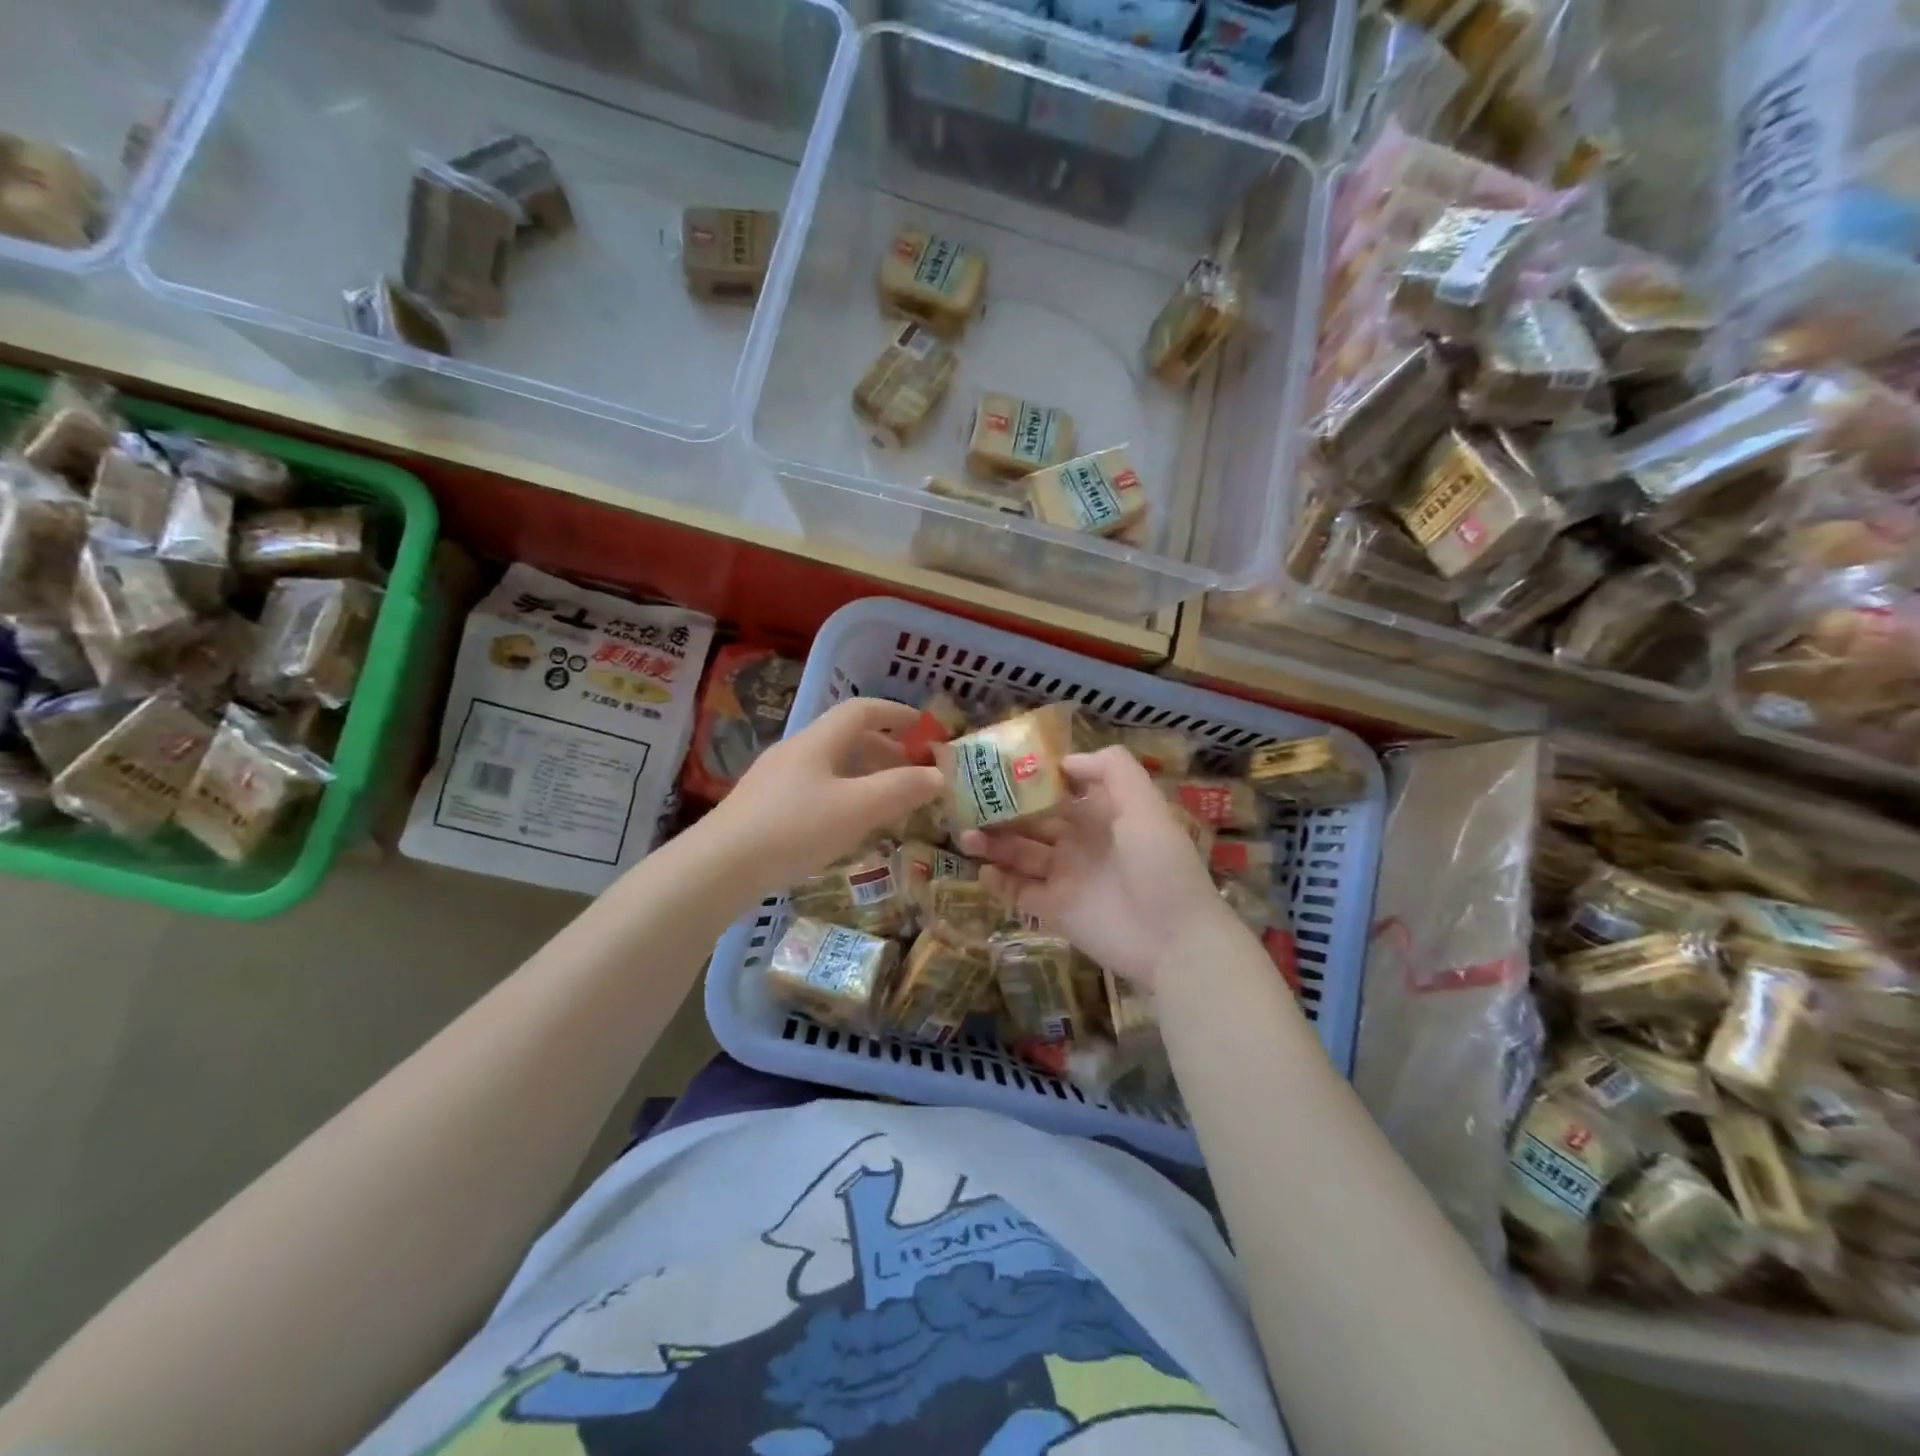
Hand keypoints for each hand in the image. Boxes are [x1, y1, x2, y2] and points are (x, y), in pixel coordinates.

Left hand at [697, 697, 943, 894]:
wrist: (719, 868)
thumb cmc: (795, 829)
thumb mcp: (857, 809)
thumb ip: (901, 790)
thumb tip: (938, 775)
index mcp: (817, 741)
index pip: (861, 711)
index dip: (895, 714)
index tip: (922, 727)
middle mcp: (794, 752)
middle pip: (845, 738)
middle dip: (883, 750)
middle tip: (911, 772)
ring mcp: (774, 780)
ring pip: (829, 766)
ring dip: (862, 775)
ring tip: (885, 801)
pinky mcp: (762, 809)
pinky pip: (813, 790)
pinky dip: (841, 796)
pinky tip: (845, 826)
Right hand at [958, 745, 1238, 990]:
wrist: (1174, 940)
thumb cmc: (1160, 866)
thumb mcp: (1145, 807)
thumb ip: (1113, 771)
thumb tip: (1065, 760)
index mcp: (1101, 815)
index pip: (1060, 791)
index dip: (1031, 780)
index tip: (998, 768)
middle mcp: (1080, 842)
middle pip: (1033, 821)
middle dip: (1002, 812)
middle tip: (967, 804)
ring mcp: (1066, 877)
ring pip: (1021, 854)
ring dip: (993, 844)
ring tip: (965, 836)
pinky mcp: (1056, 910)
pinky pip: (1020, 892)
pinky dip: (1000, 882)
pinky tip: (982, 871)